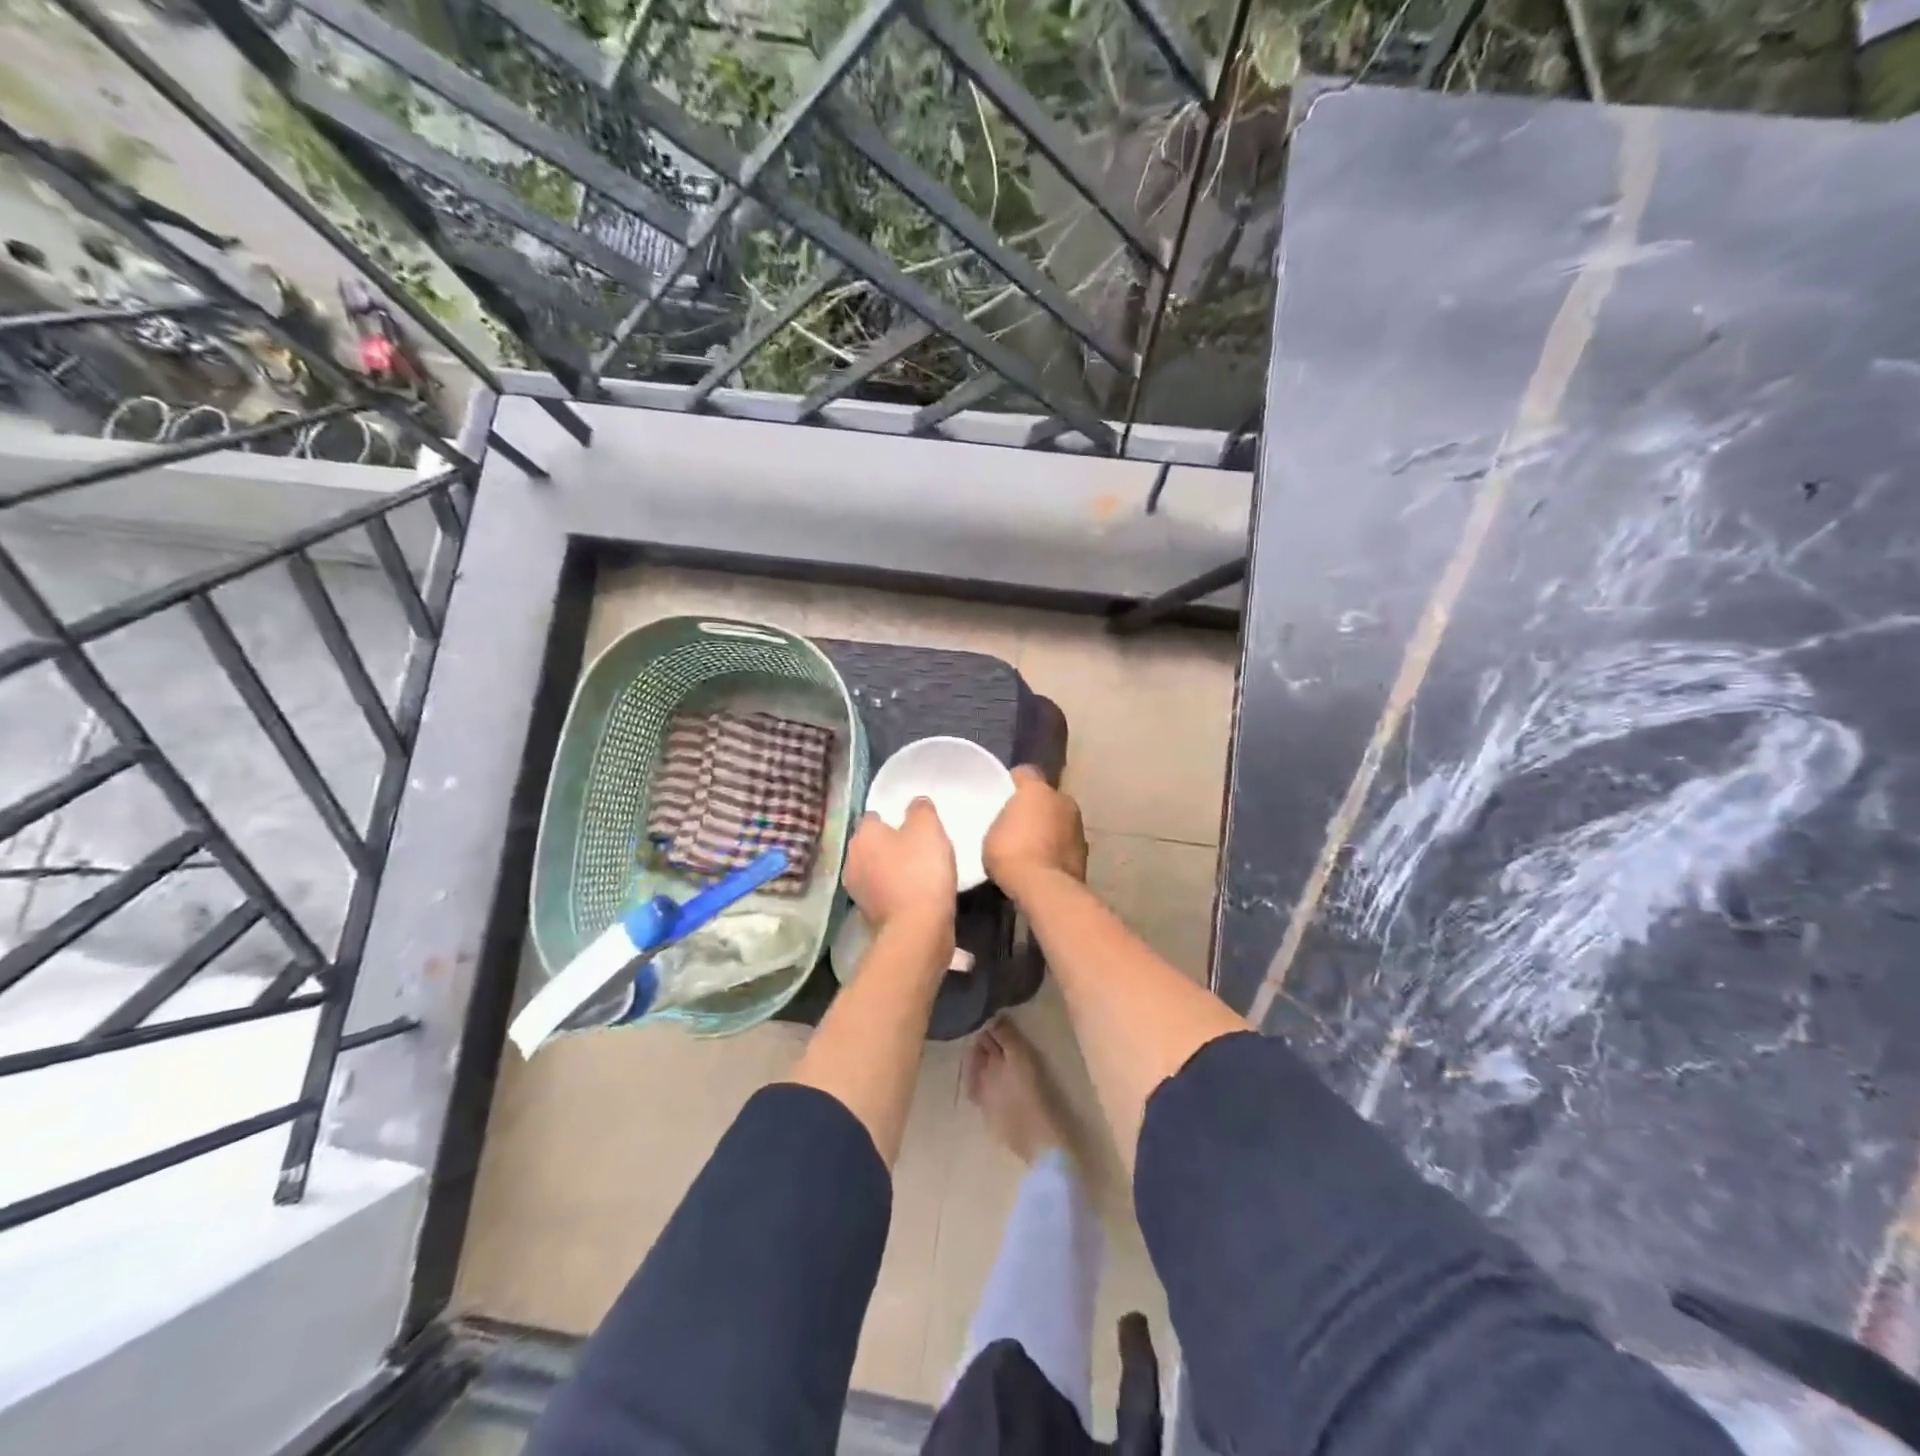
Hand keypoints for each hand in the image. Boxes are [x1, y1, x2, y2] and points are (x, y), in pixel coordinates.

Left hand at [843, 798, 957, 935]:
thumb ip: (921, 810)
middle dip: (889, 845)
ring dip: (891, 870)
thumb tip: (916, 803)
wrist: (916, 930)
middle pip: (872, 845)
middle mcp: (852, 860)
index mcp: (863, 835)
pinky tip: (916, 895)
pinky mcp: (868, 915)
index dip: (892, 818)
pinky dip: (895, 892)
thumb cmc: (921, 871)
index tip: (912, 825)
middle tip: (918, 848)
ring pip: (875, 870)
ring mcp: (857, 891)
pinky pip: (883, 893)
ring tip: (920, 873)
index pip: (872, 817)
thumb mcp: (928, 828)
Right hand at [984, 766, 1087, 896]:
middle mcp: (1063, 800)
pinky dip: (1058, 848)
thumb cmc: (1011, 853)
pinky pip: (1066, 842)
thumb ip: (1004, 819)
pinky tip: (1044, 863)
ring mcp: (1078, 826)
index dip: (1014, 782)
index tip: (1004, 794)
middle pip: (1047, 797)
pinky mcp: (1085, 851)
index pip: (1026, 773)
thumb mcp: (992, 832)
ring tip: (1033, 847)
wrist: (1044, 888)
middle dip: (1036, 806)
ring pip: (1060, 820)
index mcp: (1037, 790)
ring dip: (1050, 828)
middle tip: (1019, 824)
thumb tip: (1012, 821)